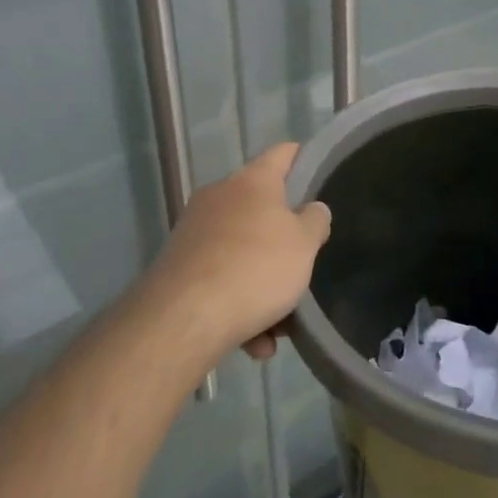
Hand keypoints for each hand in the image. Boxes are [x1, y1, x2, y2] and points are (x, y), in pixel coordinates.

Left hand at [147, 143, 330, 362]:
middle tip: (303, 266)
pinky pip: (221, 280)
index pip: (283, 153)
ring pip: (242, 253)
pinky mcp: (178, 266)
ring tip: (280, 328)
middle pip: (262, 210)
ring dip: (264, 286)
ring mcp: (195, 231)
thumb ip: (315, 221)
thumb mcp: (304, 244)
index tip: (319, 170)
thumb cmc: (256, 267)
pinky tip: (255, 343)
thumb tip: (312, 210)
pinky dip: (240, 306)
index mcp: (253, 181)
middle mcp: (220, 196)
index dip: (303, 158)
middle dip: (284, 243)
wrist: (185, 318)